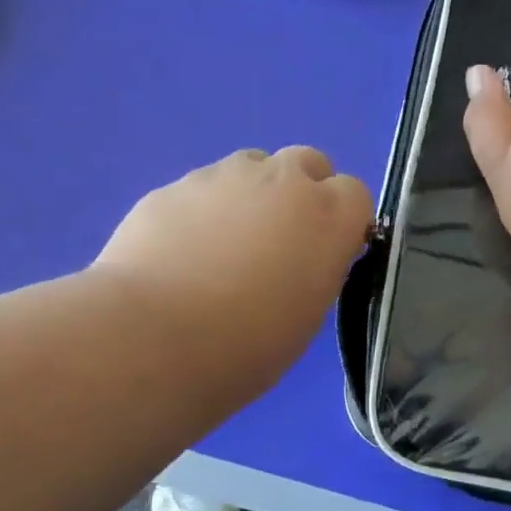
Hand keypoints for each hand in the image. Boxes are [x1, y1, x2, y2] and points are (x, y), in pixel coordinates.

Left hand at [95, 147, 373, 401]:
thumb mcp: (306, 318)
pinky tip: (180, 256)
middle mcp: (282, 182)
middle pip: (307, 163)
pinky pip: (201, 189)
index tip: (324, 254)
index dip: (342, 222)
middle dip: (301, 192)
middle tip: (279, 243)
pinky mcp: (174, 186)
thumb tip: (301, 259)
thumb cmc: (247, 347)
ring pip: (252, 168)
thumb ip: (314, 272)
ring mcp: (224, 177)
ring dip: (251, 196)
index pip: (355, 195)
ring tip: (223, 249)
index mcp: (328, 219)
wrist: (155, 337)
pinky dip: (202, 213)